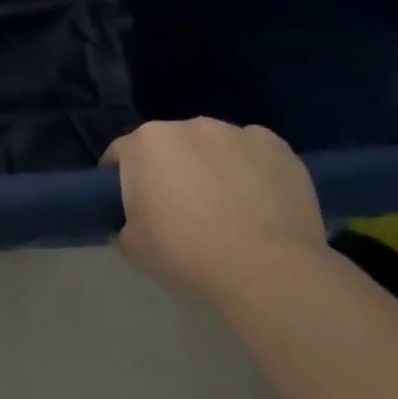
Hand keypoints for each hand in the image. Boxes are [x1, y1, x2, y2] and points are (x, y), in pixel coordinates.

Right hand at [104, 118, 324, 301]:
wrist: (269, 273)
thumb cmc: (189, 256)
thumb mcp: (134, 249)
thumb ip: (123, 224)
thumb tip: (130, 223)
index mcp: (146, 143)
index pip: (122, 154)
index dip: (122, 180)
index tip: (132, 207)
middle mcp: (188, 125)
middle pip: (170, 146)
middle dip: (171, 170)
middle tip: (181, 212)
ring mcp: (235, 132)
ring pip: (213, 147)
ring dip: (212, 167)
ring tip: (228, 209)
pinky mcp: (276, 146)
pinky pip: (254, 153)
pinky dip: (252, 171)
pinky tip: (261, 203)